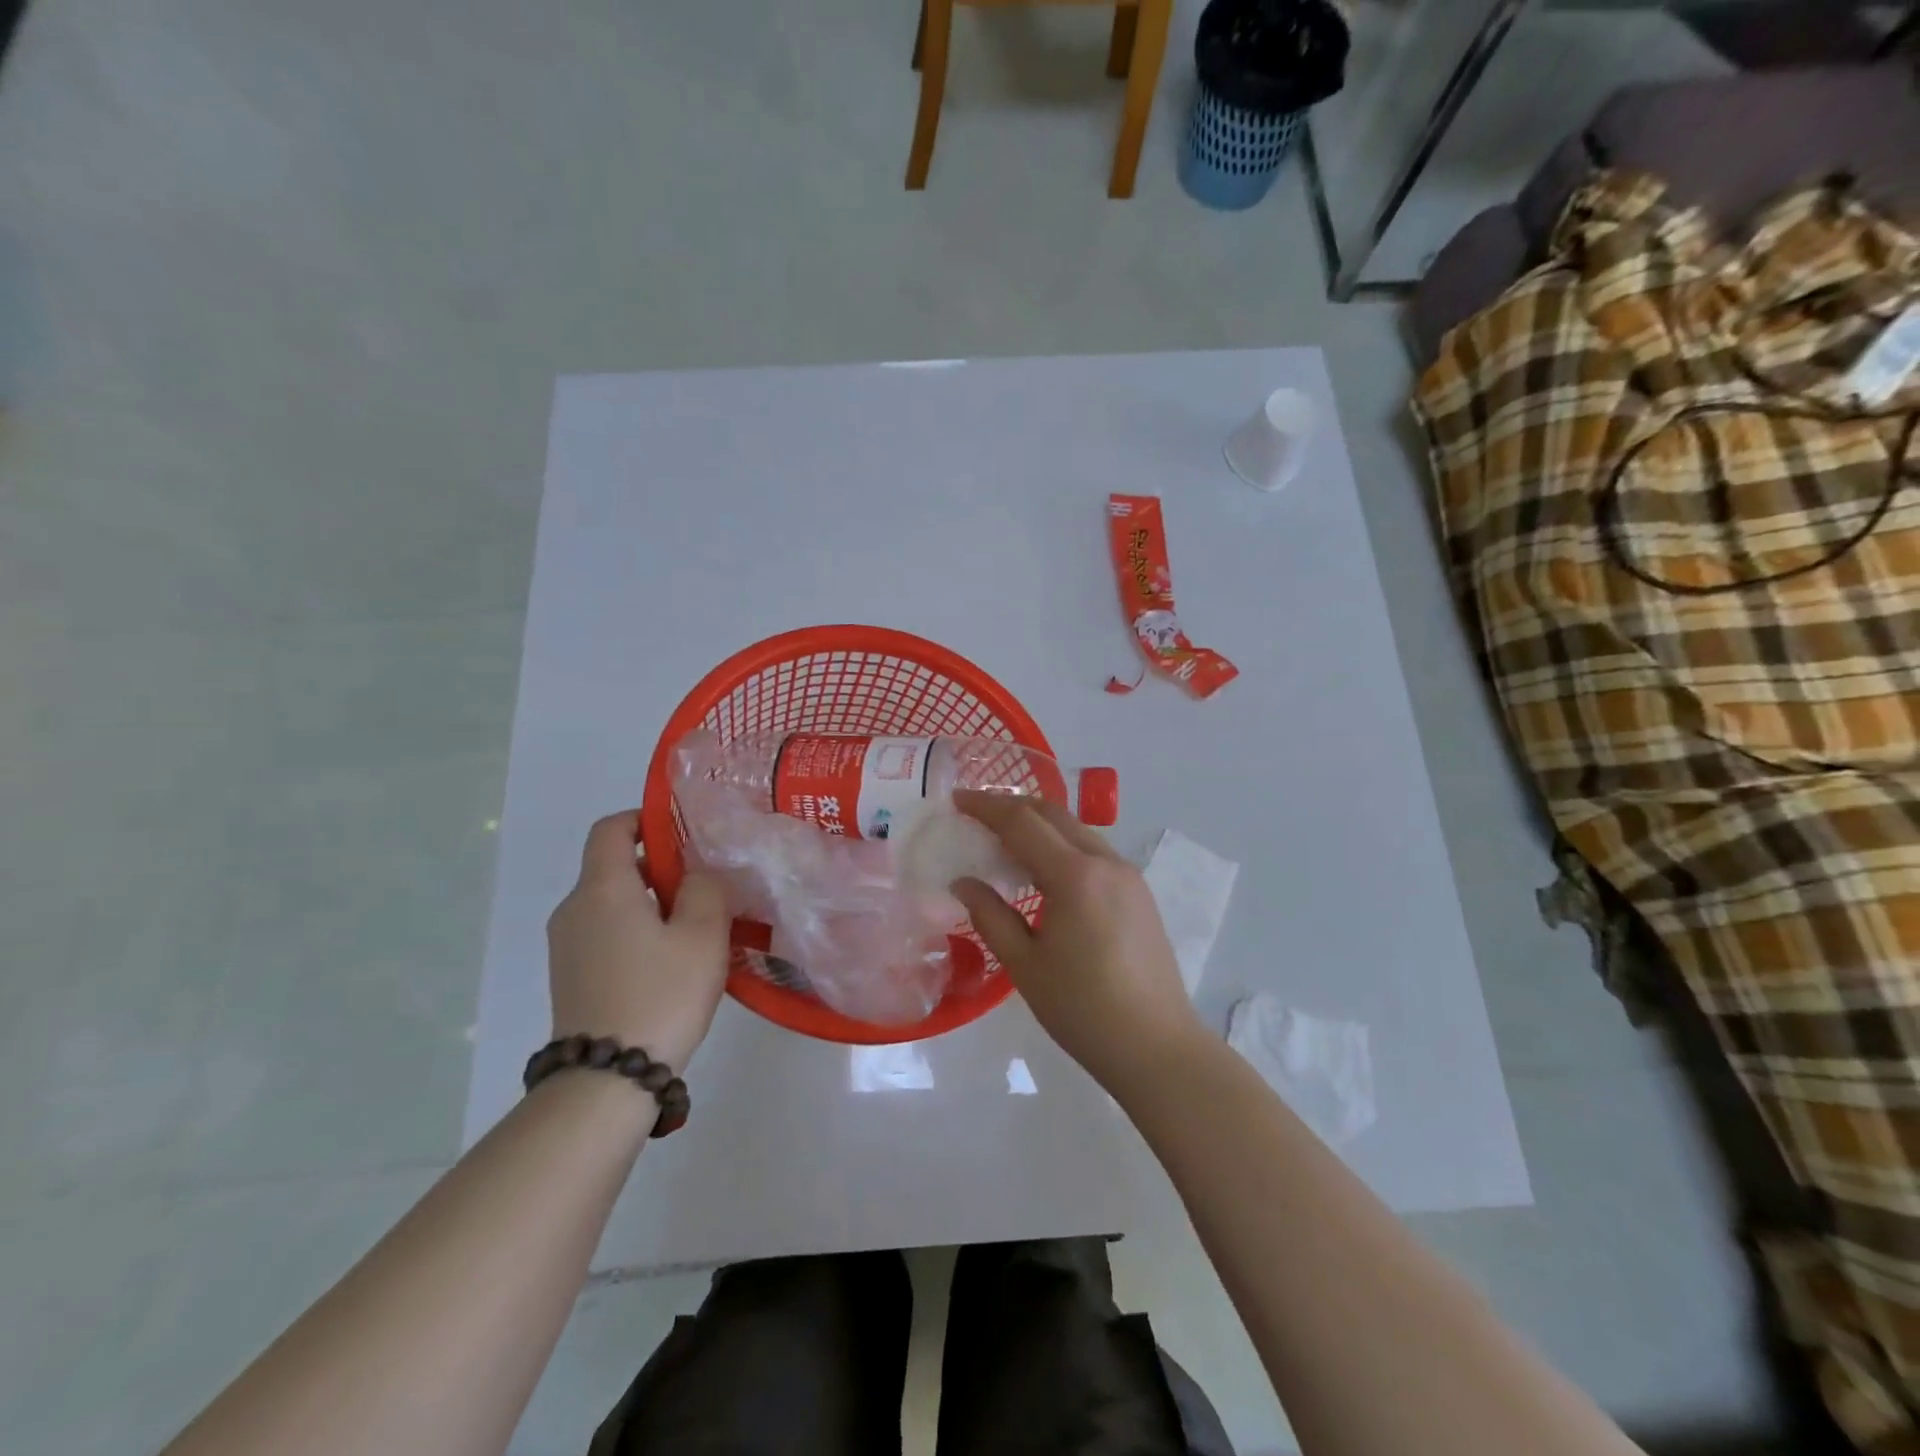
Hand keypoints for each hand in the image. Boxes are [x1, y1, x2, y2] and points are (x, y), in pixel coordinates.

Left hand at [547, 811, 730, 1073]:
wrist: (605, 1081)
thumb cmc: (660, 996)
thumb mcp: (702, 936)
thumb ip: (706, 889)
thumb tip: (697, 874)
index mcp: (603, 888)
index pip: (611, 828)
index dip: (645, 819)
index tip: (684, 834)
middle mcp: (574, 908)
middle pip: (614, 865)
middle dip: (660, 866)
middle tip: (705, 887)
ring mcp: (567, 945)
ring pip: (612, 901)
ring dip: (651, 901)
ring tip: (694, 928)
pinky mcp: (571, 975)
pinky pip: (605, 931)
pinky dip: (636, 929)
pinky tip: (669, 961)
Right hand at [951, 791, 1205, 1092]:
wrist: (1157, 1047)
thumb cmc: (1082, 1009)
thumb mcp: (1025, 965)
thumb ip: (990, 915)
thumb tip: (963, 882)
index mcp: (1075, 876)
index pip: (1022, 822)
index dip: (987, 806)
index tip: (957, 799)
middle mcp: (1106, 862)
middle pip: (1054, 815)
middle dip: (1013, 807)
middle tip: (978, 815)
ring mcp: (1128, 875)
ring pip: (1077, 830)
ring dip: (1040, 825)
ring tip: (1007, 841)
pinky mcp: (1139, 893)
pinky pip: (1094, 852)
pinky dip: (1063, 846)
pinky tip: (1046, 871)